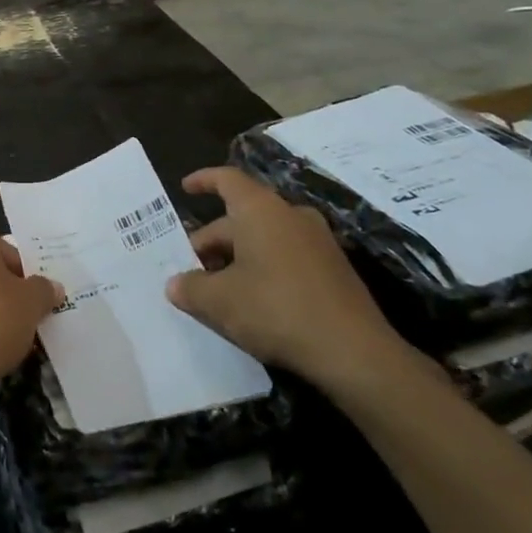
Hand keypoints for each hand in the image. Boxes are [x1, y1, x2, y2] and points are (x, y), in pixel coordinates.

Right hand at [166, 166, 410, 393]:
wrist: (356, 353)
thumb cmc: (276, 310)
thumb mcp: (219, 302)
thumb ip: (190, 288)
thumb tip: (175, 284)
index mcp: (260, 209)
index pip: (227, 179)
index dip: (203, 180)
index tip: (185, 188)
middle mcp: (290, 214)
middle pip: (242, 215)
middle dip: (213, 238)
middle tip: (192, 266)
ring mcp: (318, 240)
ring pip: (265, 236)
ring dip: (238, 255)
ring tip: (217, 286)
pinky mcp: (335, 268)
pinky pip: (287, 255)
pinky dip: (264, 267)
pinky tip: (253, 300)